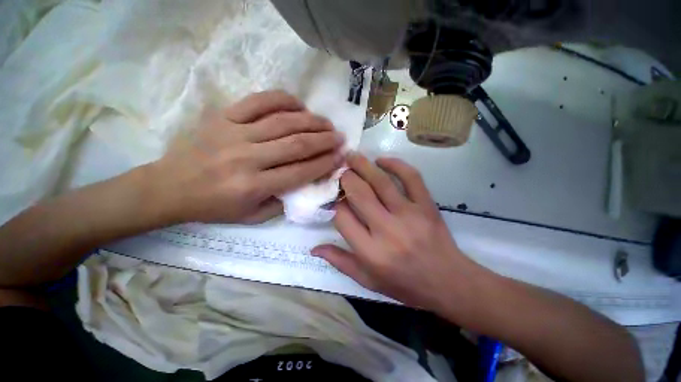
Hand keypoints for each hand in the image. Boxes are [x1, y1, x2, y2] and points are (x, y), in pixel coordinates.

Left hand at [147, 91, 344, 224]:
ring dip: (311, 121)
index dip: (324, 163)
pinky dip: (282, 100)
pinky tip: (299, 104)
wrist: (168, 187)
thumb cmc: (213, 207)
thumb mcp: (251, 217)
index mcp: (254, 186)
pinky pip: (258, 101)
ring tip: (326, 123)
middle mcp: (247, 158)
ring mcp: (234, 133)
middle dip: (324, 140)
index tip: (340, 157)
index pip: (300, 171)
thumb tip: (307, 182)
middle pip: (296, 144)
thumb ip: (282, 201)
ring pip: (283, 122)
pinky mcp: (223, 117)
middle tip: (339, 137)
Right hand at [312, 153, 479, 312]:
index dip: (335, 204)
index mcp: (370, 252)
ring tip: (352, 156)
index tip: (334, 198)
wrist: (448, 282)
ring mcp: (409, 215)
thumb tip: (314, 248)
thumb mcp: (368, 281)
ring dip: (363, 165)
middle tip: (340, 170)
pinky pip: (411, 177)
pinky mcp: (426, 205)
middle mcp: (387, 230)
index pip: (342, 217)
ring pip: (381, 182)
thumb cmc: (404, 284)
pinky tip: (382, 160)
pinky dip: (396, 164)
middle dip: (346, 178)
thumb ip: (340, 262)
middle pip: (359, 194)